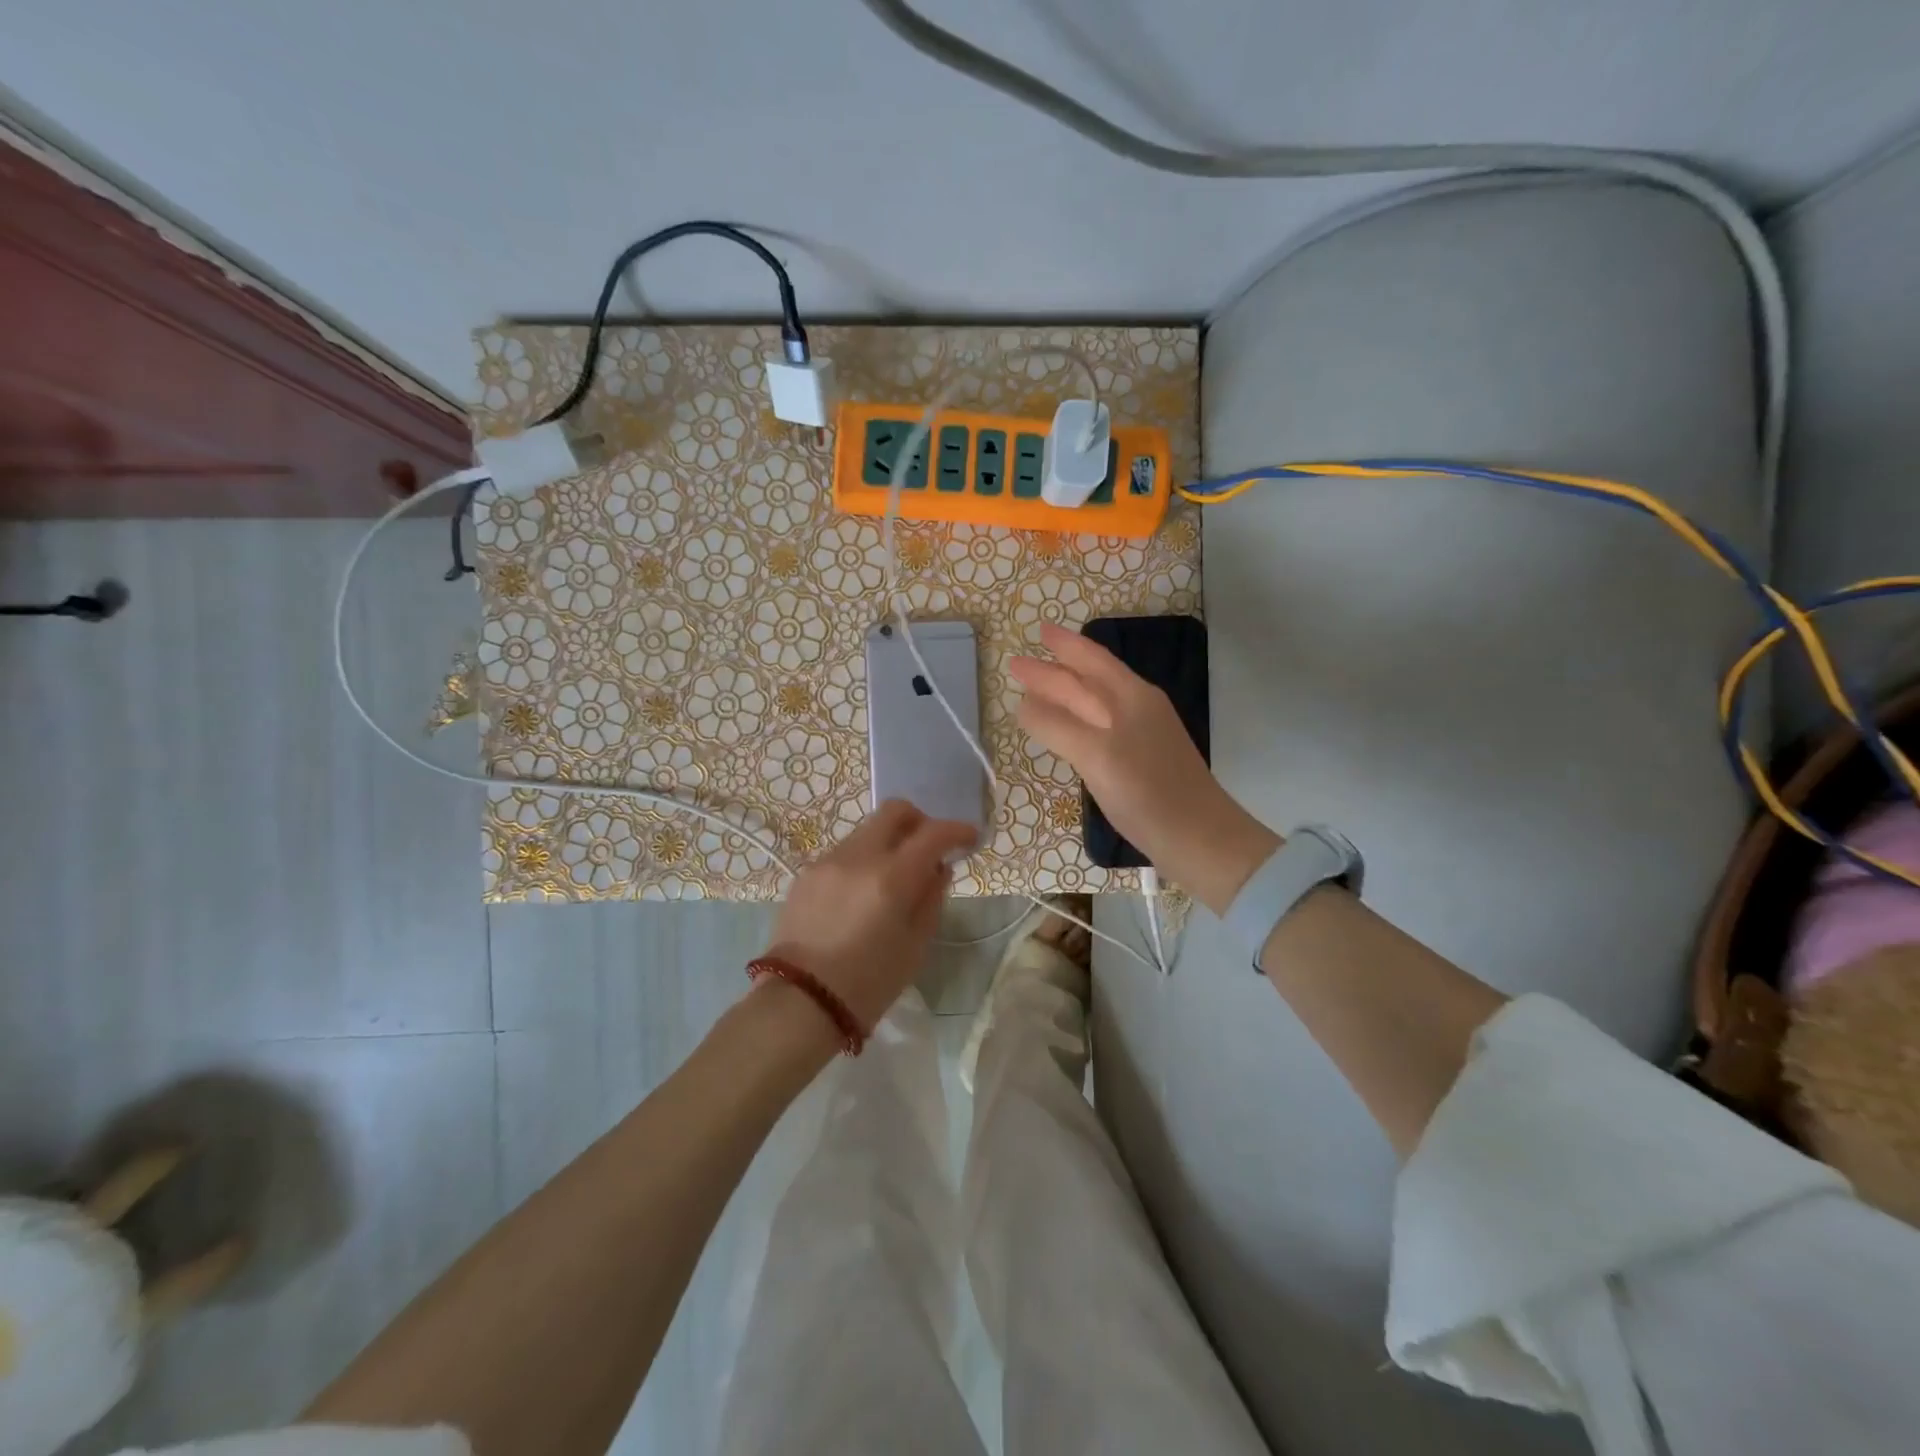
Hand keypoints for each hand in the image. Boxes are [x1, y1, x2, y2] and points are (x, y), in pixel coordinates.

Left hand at [764, 800, 977, 1032]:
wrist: (800, 1003)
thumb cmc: (868, 984)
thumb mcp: (915, 947)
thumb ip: (931, 898)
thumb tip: (939, 868)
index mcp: (891, 878)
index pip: (933, 833)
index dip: (957, 830)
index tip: (969, 838)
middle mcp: (858, 857)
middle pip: (895, 811)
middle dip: (920, 821)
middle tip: (929, 848)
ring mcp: (827, 861)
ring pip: (867, 830)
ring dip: (888, 843)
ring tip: (893, 878)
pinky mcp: (806, 873)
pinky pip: (844, 853)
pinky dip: (863, 861)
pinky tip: (862, 894)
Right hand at [1011, 623, 1279, 912]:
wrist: (1198, 838)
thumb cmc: (1146, 791)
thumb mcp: (1094, 755)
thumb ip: (1056, 726)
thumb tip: (1024, 704)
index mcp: (1131, 697)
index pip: (1090, 660)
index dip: (1064, 645)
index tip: (1038, 631)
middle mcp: (1138, 707)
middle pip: (1091, 678)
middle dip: (1057, 668)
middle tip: (1021, 664)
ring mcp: (1142, 734)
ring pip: (1097, 702)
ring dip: (1066, 693)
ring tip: (1038, 691)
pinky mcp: (1141, 760)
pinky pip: (1100, 726)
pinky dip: (1077, 719)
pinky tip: (1068, 730)